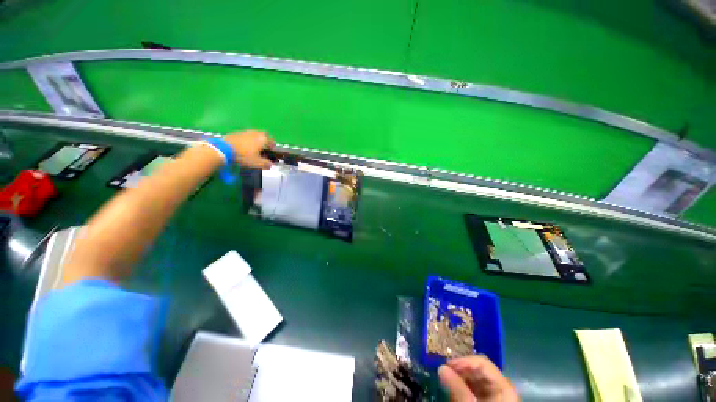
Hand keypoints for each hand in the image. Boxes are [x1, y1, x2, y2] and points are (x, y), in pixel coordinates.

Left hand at [223, 130, 275, 168]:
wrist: (223, 149)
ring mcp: (246, 131)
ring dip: (257, 140)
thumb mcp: (257, 163)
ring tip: (254, 148)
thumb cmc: (244, 156)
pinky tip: (245, 146)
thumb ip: (266, 164)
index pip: (273, 142)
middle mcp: (256, 133)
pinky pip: (247, 135)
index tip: (272, 153)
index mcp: (263, 139)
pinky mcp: (237, 132)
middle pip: (265, 135)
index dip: (274, 148)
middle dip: (266, 141)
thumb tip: (270, 164)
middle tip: (264, 149)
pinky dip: (248, 139)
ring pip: (255, 134)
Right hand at [438, 356, 518, 401]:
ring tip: (445, 379)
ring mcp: (494, 395)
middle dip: (460, 369)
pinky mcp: (486, 401)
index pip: (483, 363)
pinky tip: (452, 387)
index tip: (447, 364)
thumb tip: (440, 367)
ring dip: (459, 376)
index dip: (464, 361)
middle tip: (443, 371)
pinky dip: (462, 385)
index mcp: (504, 387)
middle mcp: (500, 387)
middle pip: (478, 369)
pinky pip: (473, 387)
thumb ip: (457, 388)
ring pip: (474, 378)